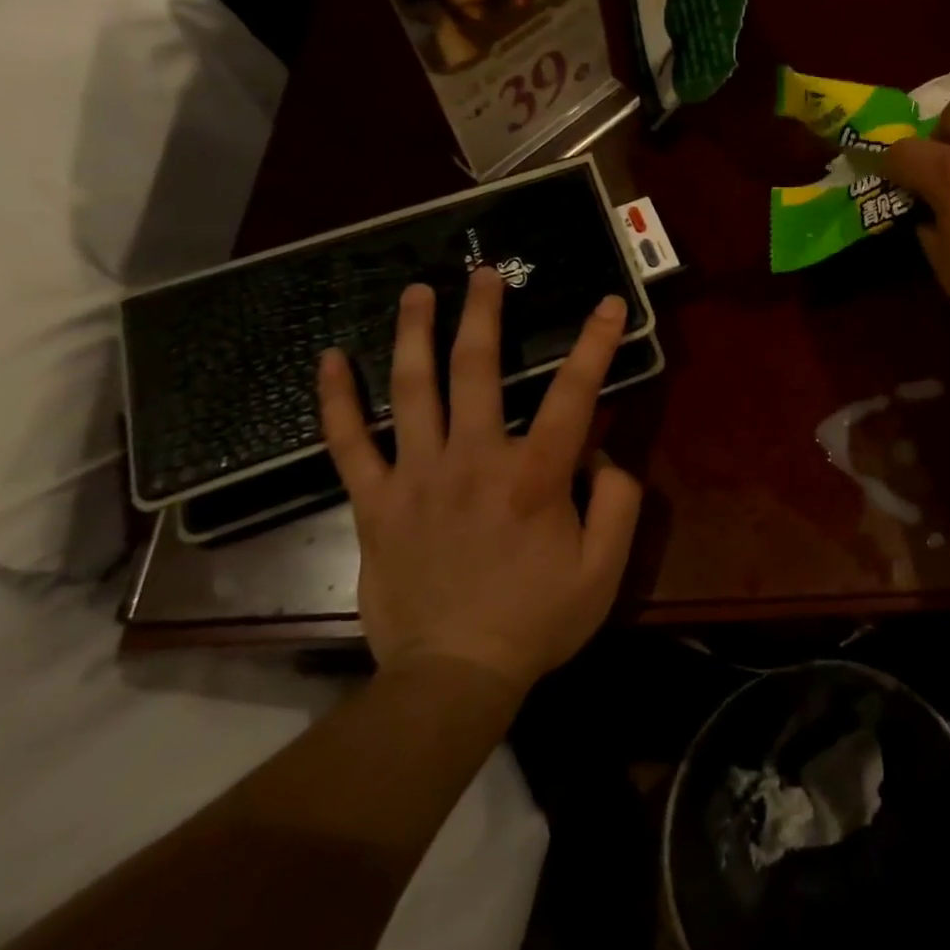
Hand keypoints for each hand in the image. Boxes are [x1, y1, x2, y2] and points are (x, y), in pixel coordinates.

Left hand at [316, 267, 641, 691]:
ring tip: (418, 291)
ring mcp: (416, 478)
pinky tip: (331, 360)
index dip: (595, 343)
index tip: (606, 304)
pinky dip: (337, 400)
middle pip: (477, 370)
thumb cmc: (536, 621)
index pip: (574, 393)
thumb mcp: (604, 570)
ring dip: (416, 333)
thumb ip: (618, 503)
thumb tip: (604, 456)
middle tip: (485, 273)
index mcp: (534, 476)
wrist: (453, 677)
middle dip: (485, 314)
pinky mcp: (375, 503)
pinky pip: (348, 444)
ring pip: (413, 390)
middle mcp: (473, 460)